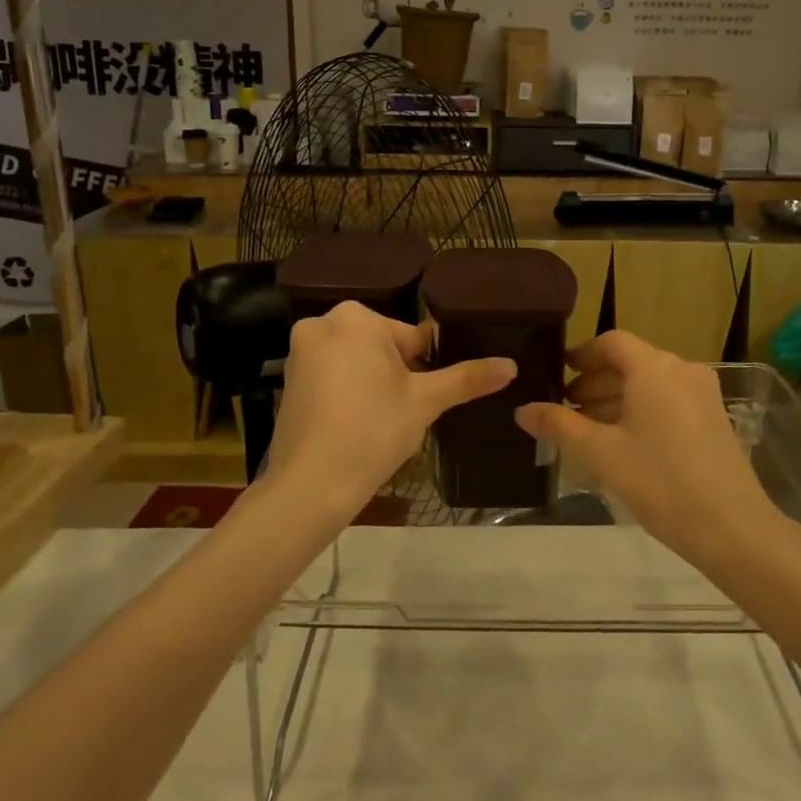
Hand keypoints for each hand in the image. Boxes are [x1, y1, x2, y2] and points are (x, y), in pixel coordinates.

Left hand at [263, 301, 514, 515]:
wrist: (312, 483)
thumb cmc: (374, 429)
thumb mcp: (427, 401)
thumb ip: (468, 378)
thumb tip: (512, 365)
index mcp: (357, 317)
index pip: (412, 337)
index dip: (427, 368)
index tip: (427, 398)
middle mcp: (322, 323)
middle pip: (382, 347)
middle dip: (399, 376)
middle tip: (405, 414)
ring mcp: (300, 352)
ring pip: (357, 363)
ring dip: (374, 385)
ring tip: (383, 424)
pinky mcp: (288, 380)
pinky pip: (332, 378)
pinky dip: (348, 395)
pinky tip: (357, 427)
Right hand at [515, 331, 771, 559]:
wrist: (731, 527)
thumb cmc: (659, 481)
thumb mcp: (601, 453)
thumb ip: (559, 426)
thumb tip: (523, 410)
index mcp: (654, 368)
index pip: (612, 343)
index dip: (581, 355)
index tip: (558, 373)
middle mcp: (682, 370)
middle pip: (631, 362)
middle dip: (595, 381)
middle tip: (565, 407)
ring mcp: (702, 394)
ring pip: (650, 383)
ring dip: (616, 398)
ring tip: (588, 428)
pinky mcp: (713, 418)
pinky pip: (668, 400)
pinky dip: (641, 410)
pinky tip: (622, 442)